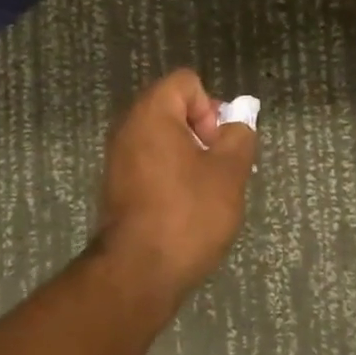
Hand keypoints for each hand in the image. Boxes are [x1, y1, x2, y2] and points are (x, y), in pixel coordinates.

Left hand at [94, 70, 258, 303]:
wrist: (138, 271)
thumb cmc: (188, 214)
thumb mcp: (229, 173)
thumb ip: (239, 137)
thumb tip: (236, 124)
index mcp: (151, 113)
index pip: (186, 82)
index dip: (211, 108)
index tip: (217, 145)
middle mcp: (128, 127)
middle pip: (173, 108)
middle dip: (202, 133)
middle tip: (218, 169)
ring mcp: (118, 157)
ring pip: (163, 138)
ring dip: (189, 156)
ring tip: (206, 192)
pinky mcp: (116, 185)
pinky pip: (150, 163)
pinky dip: (170, 175)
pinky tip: (184, 207)